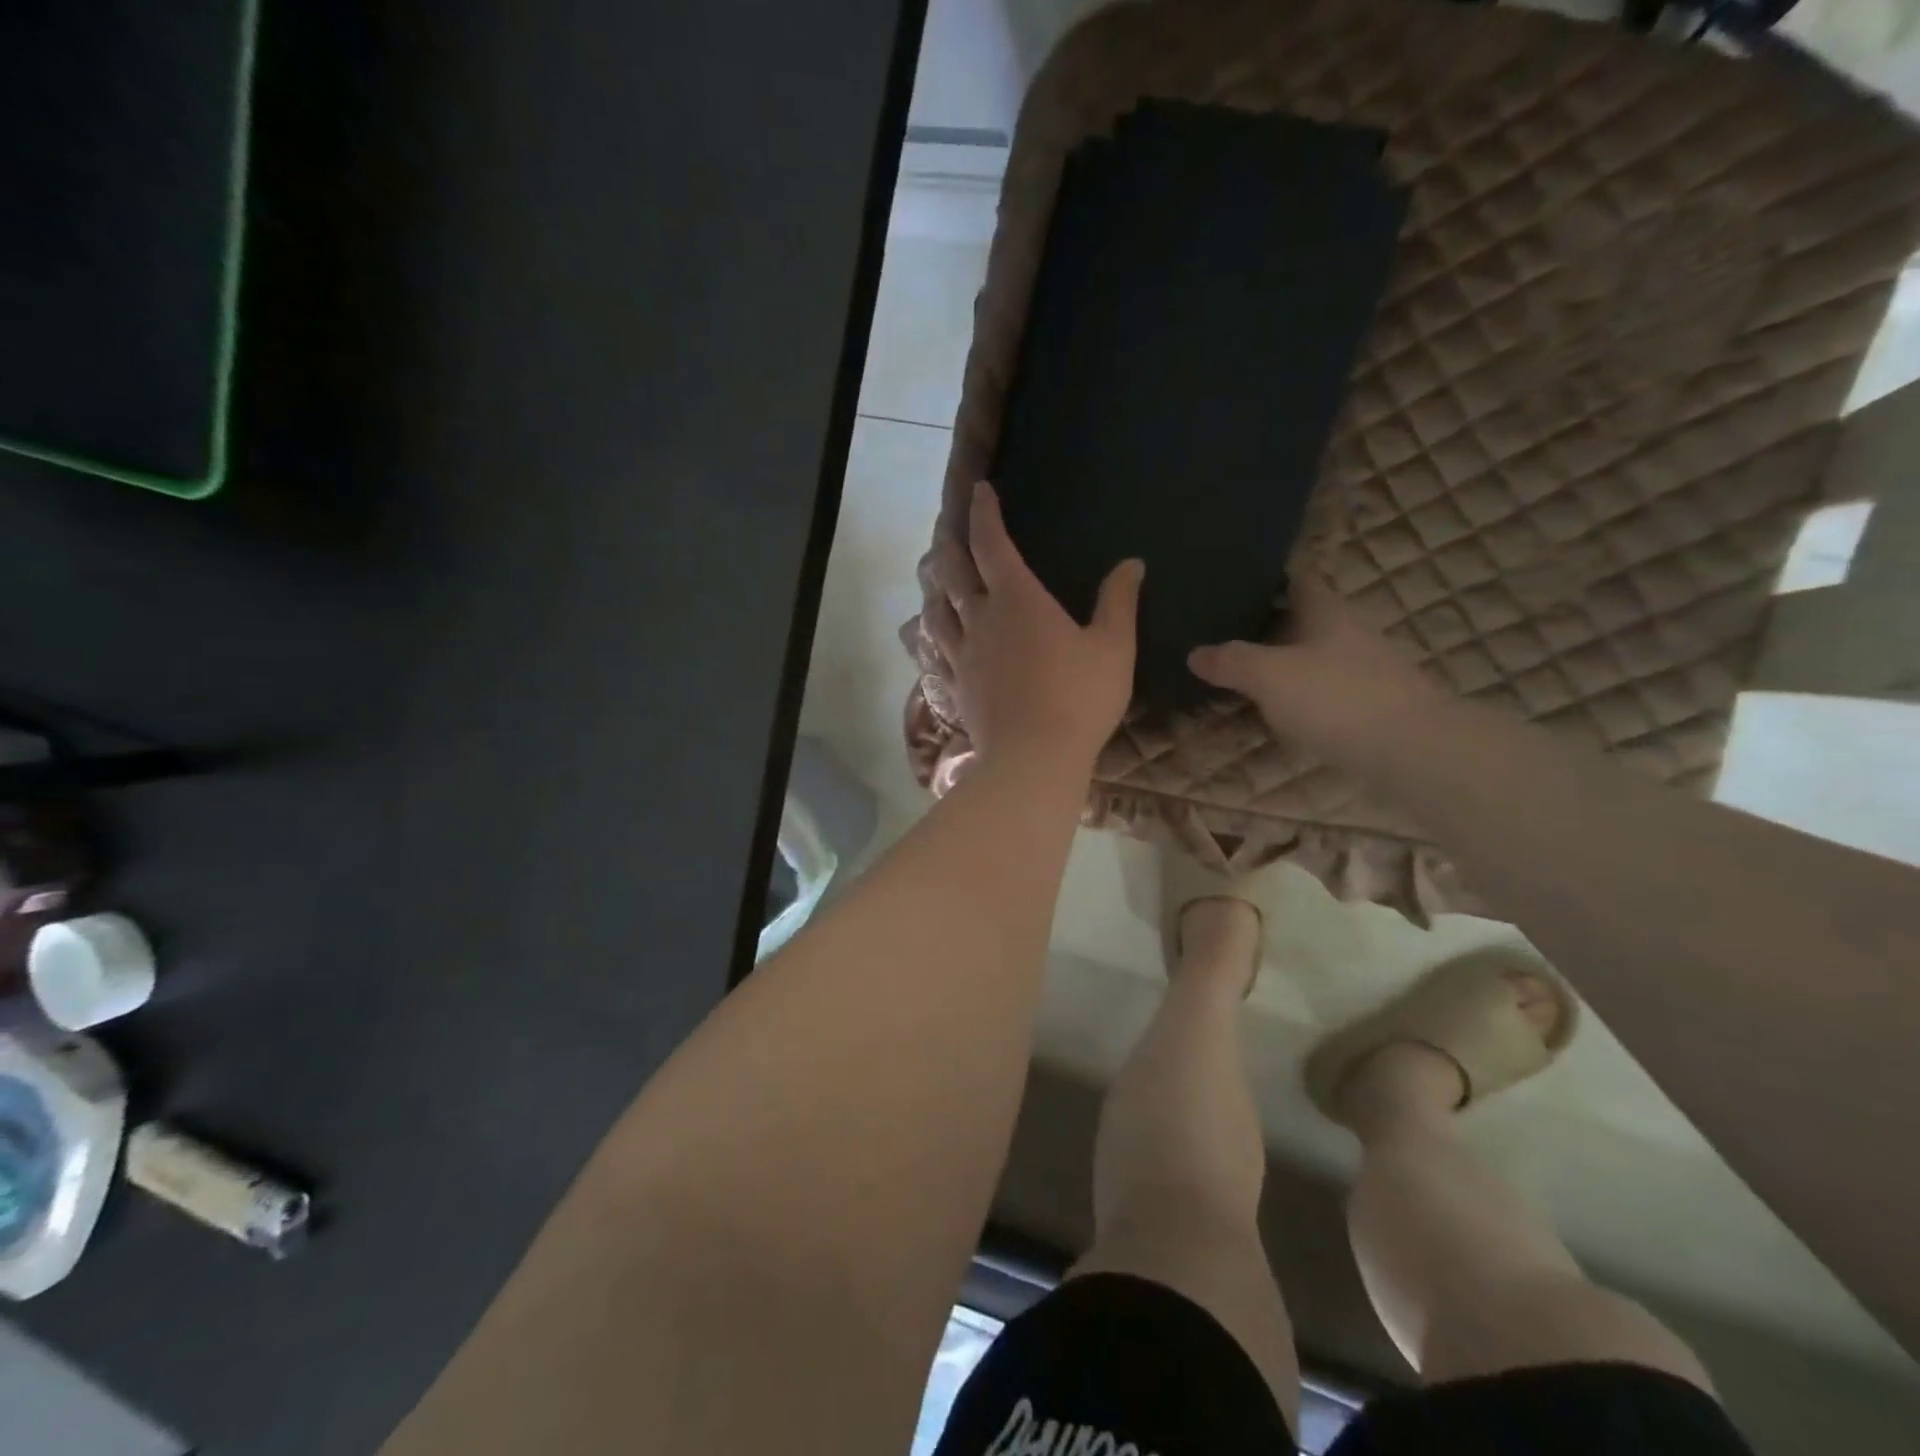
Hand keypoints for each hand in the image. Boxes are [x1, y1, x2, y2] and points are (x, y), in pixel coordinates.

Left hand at [925, 482, 1142, 774]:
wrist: (1034, 759)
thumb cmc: (1079, 698)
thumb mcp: (1113, 647)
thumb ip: (1119, 602)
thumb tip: (1131, 564)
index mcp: (1017, 600)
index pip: (992, 544)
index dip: (984, 514)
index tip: (980, 491)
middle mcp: (980, 619)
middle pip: (953, 573)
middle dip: (951, 544)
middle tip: (948, 528)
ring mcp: (962, 655)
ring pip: (937, 610)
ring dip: (935, 587)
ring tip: (936, 577)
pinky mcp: (955, 686)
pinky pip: (935, 651)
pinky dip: (933, 633)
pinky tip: (934, 635)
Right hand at [1187, 574, 1438, 759]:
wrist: (1412, 750)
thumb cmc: (1336, 698)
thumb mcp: (1270, 676)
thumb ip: (1232, 662)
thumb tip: (1194, 652)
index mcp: (1326, 613)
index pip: (1298, 580)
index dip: (1270, 578)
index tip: (1238, 581)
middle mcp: (1349, 634)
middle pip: (1306, 619)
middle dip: (1271, 623)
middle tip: (1227, 630)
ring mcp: (1365, 671)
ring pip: (1316, 656)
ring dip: (1286, 661)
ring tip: (1245, 671)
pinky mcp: (1372, 707)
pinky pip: (1326, 690)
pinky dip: (1301, 694)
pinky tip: (1280, 710)